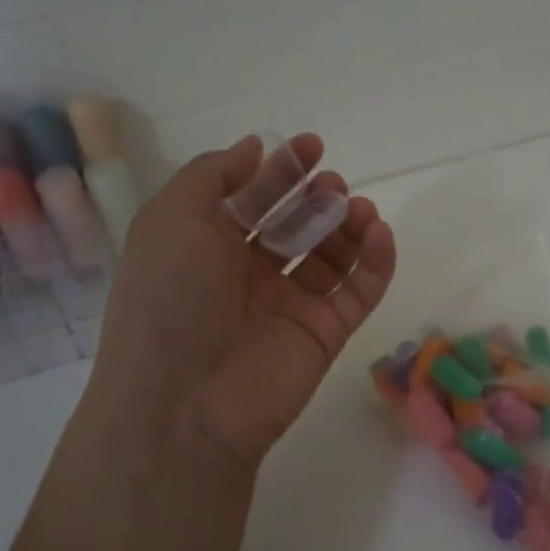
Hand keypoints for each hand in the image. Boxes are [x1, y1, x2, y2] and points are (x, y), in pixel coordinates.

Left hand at [92, 134, 396, 471]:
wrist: (183, 404)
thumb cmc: (169, 300)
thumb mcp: (171, 219)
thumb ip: (211, 175)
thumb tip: (252, 147)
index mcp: (207, 246)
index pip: (252, 199)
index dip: (281, 170)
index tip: (311, 146)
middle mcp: (249, 273)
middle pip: (295, 224)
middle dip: (315, 197)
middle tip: (331, 184)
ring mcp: (290, 305)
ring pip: (332, 256)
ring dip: (348, 225)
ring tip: (358, 210)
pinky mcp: (325, 334)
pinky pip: (358, 292)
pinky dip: (375, 262)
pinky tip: (380, 233)